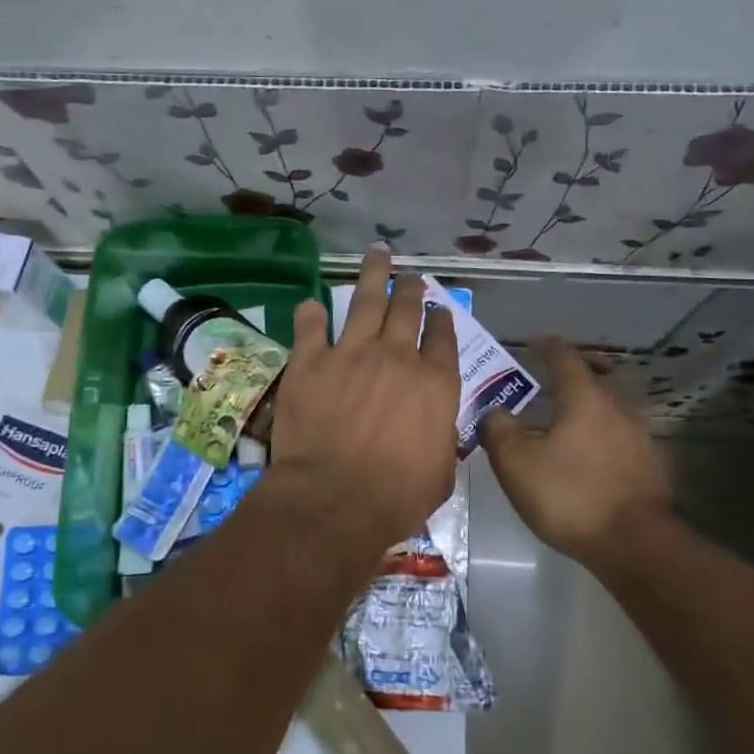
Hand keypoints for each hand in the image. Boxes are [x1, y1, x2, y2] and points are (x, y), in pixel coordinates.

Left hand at [270, 247, 459, 551]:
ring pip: (364, 301)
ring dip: (372, 275)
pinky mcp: (310, 362)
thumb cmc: (396, 497)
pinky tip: (311, 304)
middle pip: (406, 310)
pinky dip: (311, 313)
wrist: (335, 500)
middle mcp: (396, 357)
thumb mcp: (440, 473)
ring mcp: (351, 354)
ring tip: (377, 253)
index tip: (438, 308)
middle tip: (409, 275)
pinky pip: (310, 327)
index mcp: (434, 384)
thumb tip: (437, 427)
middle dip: (410, 288)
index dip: (441, 319)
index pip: (442, 338)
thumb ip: (441, 438)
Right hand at [480, 338, 673, 569]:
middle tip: (546, 383)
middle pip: (593, 381)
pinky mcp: (651, 468)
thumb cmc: (569, 494)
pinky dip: (600, 438)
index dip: (547, 347)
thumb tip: (493, 411)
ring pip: (609, 411)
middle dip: (569, 378)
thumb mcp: (516, 462)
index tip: (533, 342)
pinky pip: (620, 439)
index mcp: (585, 398)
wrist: (635, 544)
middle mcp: (618, 408)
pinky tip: (587, 458)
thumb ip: (498, 429)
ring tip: (564, 424)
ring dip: (586, 410)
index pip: (565, 358)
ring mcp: (641, 438)